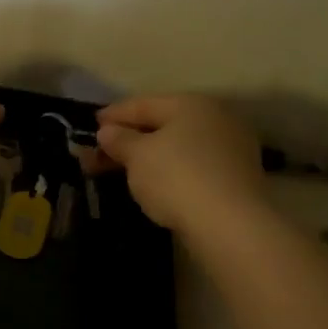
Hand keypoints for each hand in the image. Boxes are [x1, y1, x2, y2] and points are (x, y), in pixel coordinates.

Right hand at [91, 94, 265, 232]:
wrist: (230, 224)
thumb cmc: (176, 177)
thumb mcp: (137, 156)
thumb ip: (119, 140)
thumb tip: (108, 131)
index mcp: (191, 104)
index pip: (143, 104)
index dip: (114, 114)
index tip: (90, 126)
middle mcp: (216, 118)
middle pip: (163, 124)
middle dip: (129, 139)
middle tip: (99, 153)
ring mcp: (231, 148)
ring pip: (179, 146)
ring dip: (149, 156)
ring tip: (123, 170)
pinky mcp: (237, 177)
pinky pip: (193, 165)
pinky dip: (170, 170)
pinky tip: (155, 183)